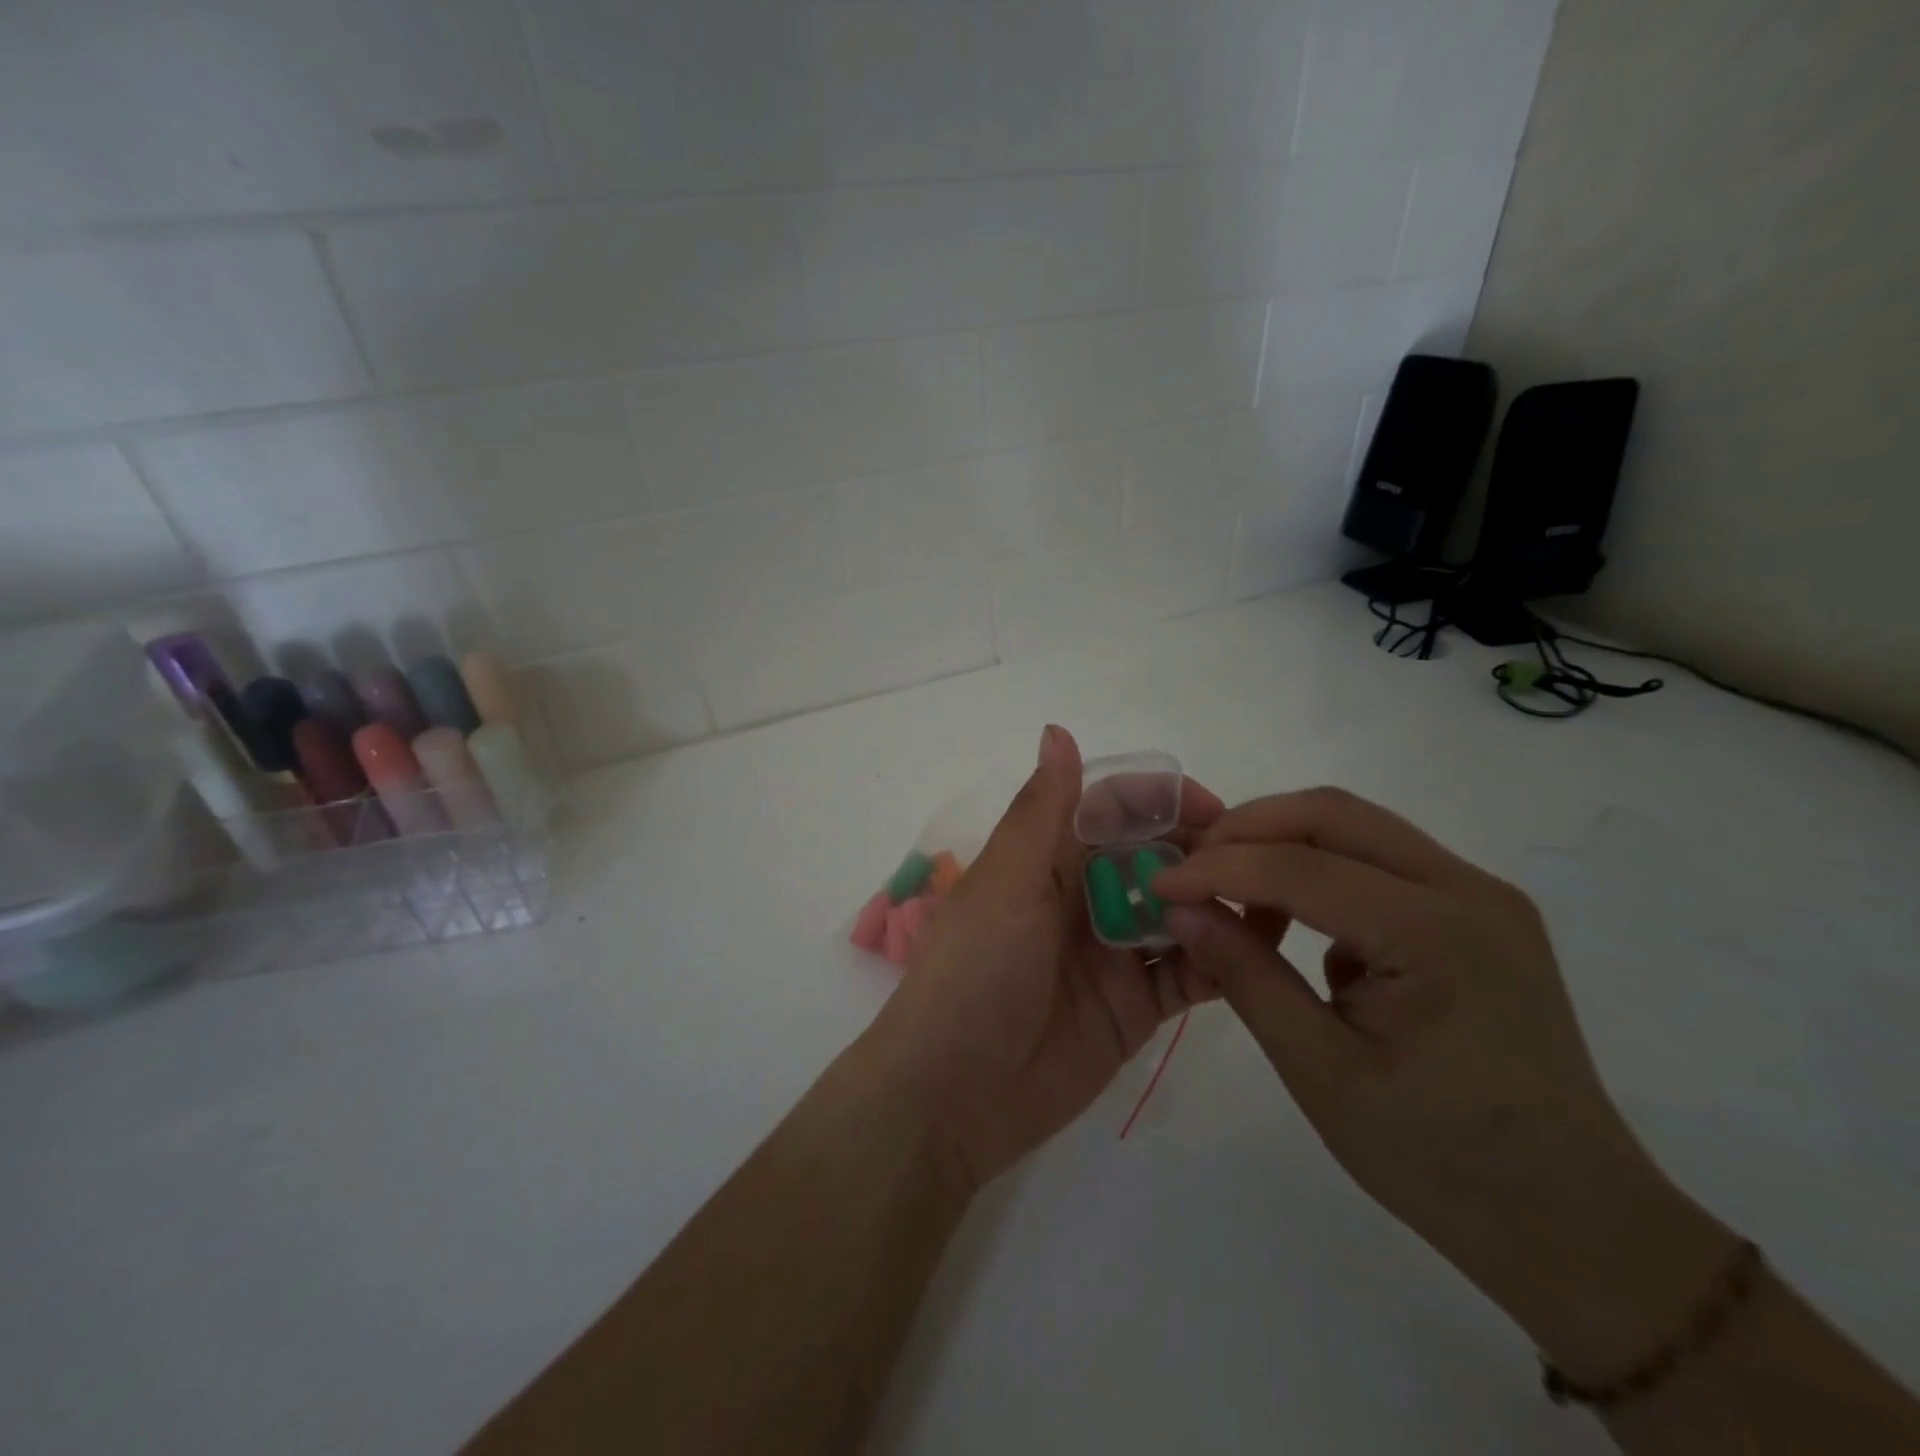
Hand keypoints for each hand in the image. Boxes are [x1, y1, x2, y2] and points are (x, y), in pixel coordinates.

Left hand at [858, 725, 1224, 1193]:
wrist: (954, 1095)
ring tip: (1270, 903)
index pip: (1114, 808)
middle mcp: (1084, 897)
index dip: (1162, 800)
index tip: (1216, 809)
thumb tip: (1058, 729)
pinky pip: (1189, 972)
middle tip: (1255, 862)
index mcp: (1048, 859)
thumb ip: (1042, 811)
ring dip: (1217, 902)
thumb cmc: (975, 973)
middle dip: (1201, 850)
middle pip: (1154, 855)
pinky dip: (1220, 960)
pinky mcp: (1136, 1006)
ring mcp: (1114, 953)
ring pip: (1178, 910)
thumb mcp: (1006, 883)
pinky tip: (1254, 953)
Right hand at [1153, 788, 1738, 1384]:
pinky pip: (1382, 861)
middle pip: (1333, 814)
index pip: (1300, 866)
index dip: (1217, 868)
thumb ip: (1245, 975)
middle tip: (1191, 866)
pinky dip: (1323, 872)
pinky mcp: (1479, 913)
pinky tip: (1300, 929)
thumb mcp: (1320, 1071)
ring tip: (1234, 896)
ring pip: (1357, 827)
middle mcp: (1468, 890)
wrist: (1573, 1220)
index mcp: (1436, 934)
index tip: (1156, 880)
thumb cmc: (1438, 1160)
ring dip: (1283, 845)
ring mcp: (1482, 896)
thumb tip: (1179, 909)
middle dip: (1248, 829)